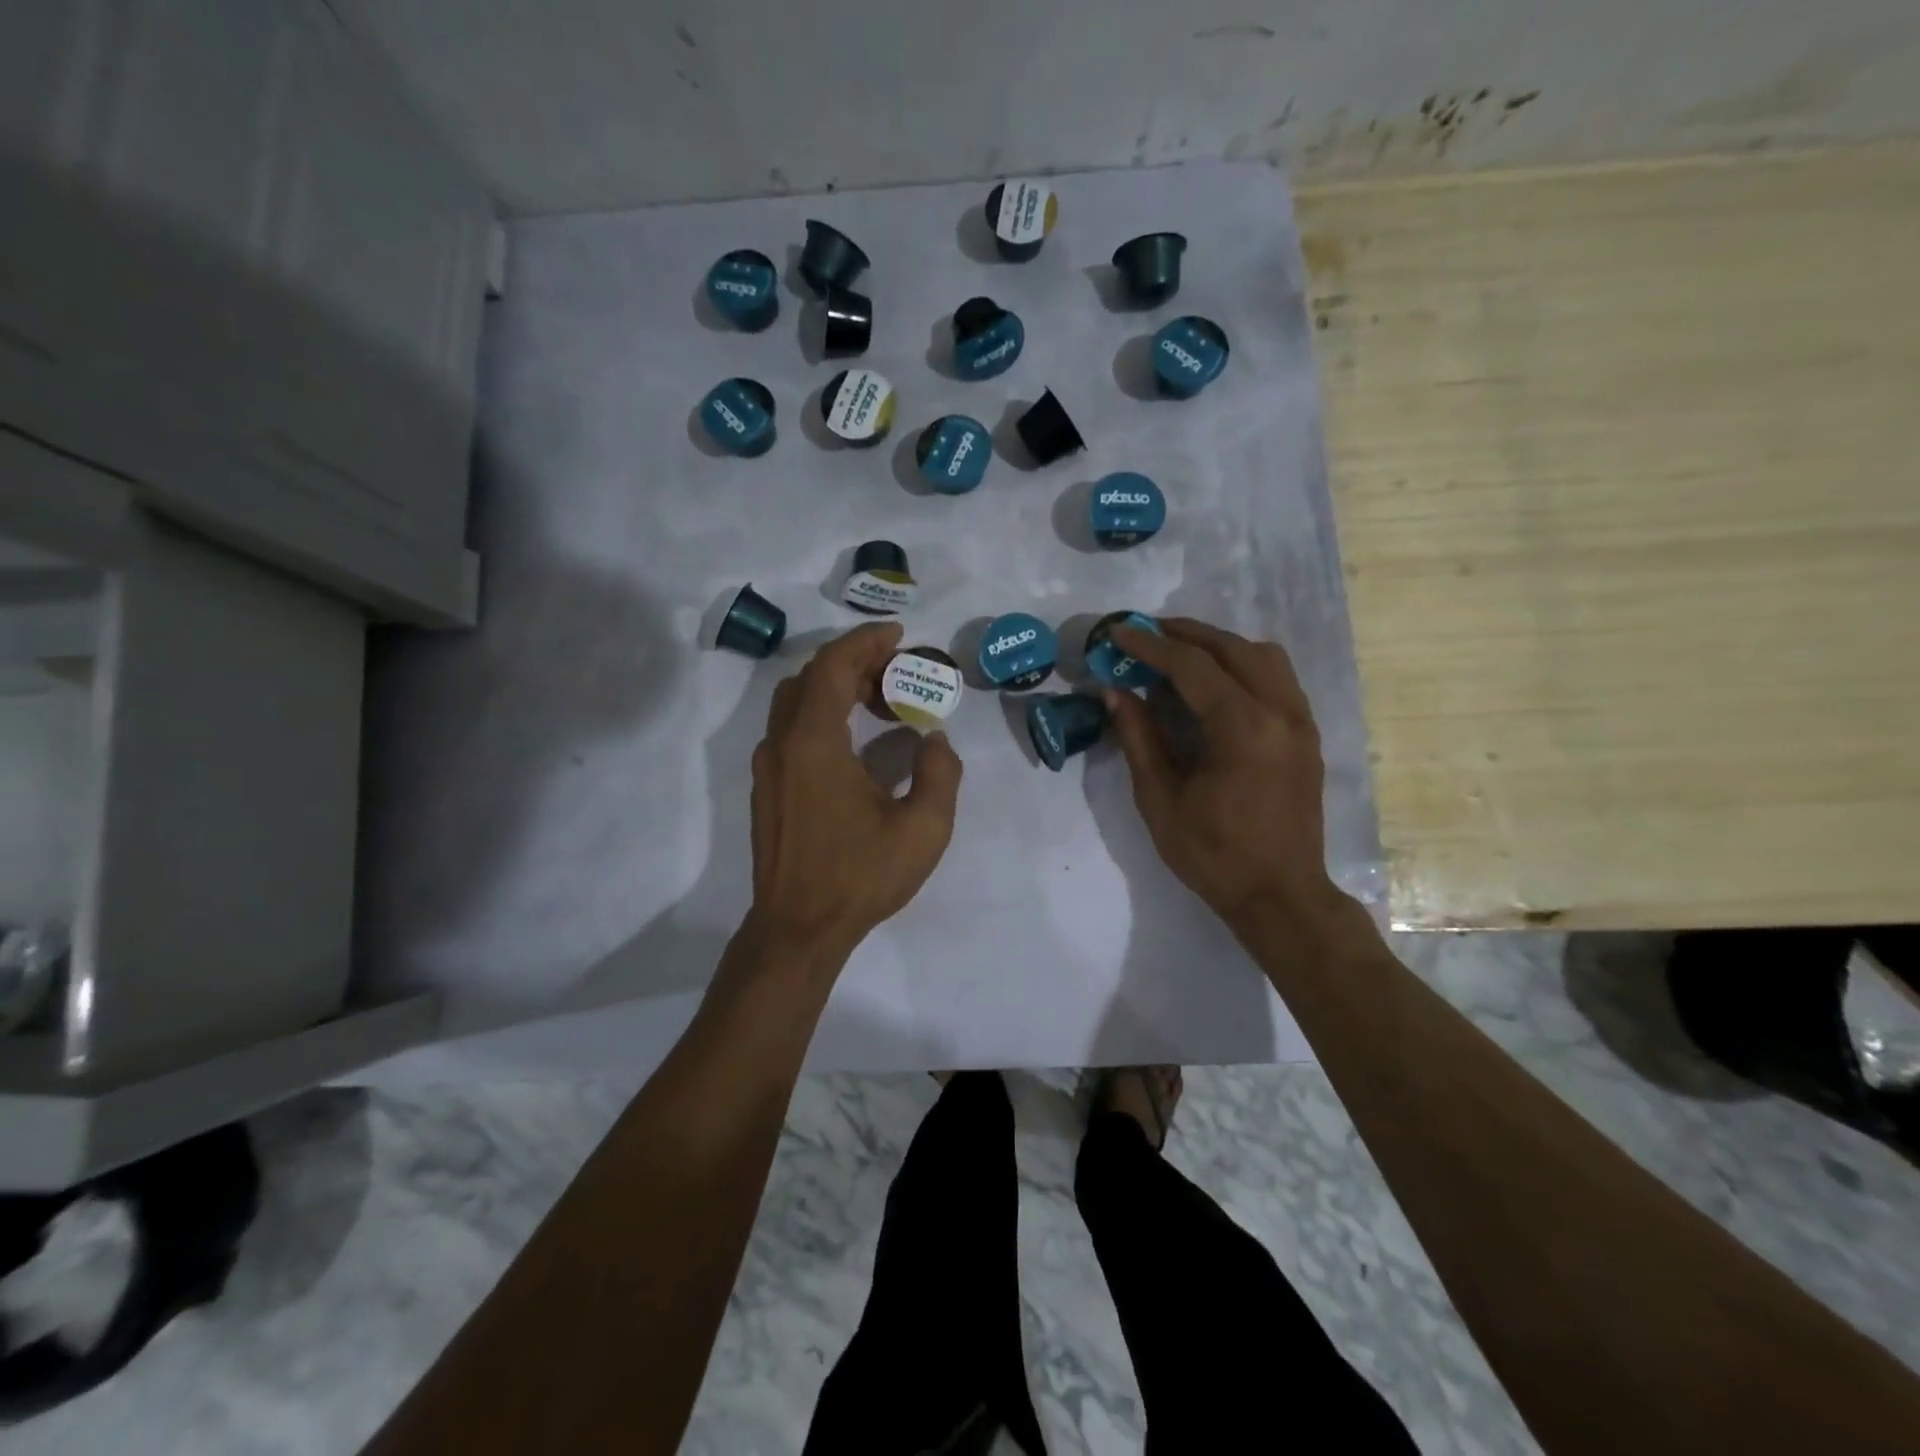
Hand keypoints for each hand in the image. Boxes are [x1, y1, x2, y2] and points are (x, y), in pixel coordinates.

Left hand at [748, 622, 963, 960]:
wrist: (798, 928)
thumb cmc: (860, 876)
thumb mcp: (923, 828)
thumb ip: (939, 773)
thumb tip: (933, 740)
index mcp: (814, 742)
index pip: (832, 666)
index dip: (865, 642)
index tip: (898, 635)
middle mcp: (782, 744)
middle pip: (811, 677)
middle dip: (855, 662)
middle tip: (898, 671)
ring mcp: (769, 766)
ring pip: (797, 701)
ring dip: (837, 687)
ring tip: (881, 701)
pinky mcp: (767, 787)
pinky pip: (792, 728)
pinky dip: (823, 713)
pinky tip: (856, 740)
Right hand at [1105, 619, 1345, 933]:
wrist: (1280, 895)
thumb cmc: (1213, 854)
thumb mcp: (1161, 799)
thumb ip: (1139, 737)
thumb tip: (1114, 691)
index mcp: (1244, 729)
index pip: (1193, 666)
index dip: (1151, 645)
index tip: (1118, 631)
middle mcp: (1281, 713)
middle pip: (1232, 648)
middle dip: (1184, 634)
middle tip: (1143, 632)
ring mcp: (1301, 722)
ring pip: (1263, 656)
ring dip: (1218, 645)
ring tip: (1178, 652)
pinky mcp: (1307, 735)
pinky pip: (1277, 678)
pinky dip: (1242, 665)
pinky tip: (1214, 681)